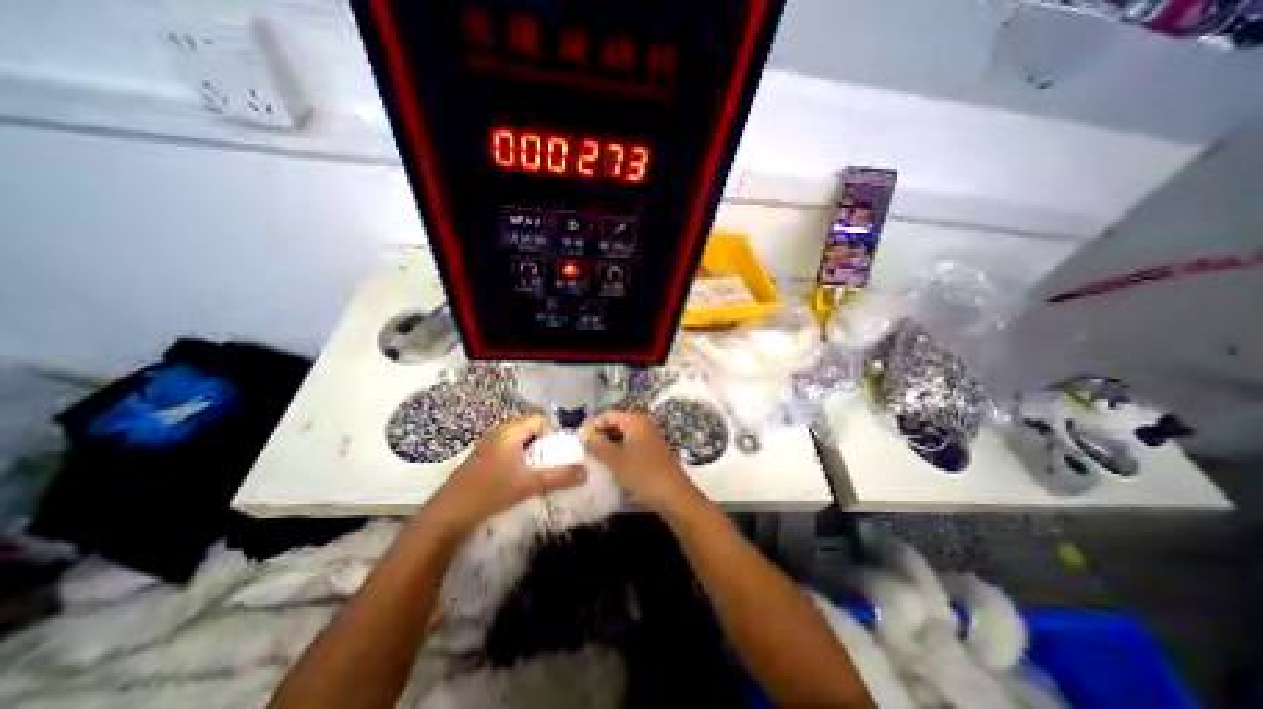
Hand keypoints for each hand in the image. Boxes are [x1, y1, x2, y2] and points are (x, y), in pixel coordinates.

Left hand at [421, 415, 583, 536]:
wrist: (447, 515)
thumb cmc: (490, 492)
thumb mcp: (530, 484)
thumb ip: (560, 477)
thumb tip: (586, 471)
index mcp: (510, 430)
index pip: (540, 419)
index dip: (554, 432)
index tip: (561, 451)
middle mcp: (498, 431)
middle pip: (529, 428)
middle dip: (544, 443)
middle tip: (553, 462)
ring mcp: (487, 444)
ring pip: (518, 440)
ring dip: (531, 452)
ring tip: (539, 471)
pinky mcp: (481, 458)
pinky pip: (507, 450)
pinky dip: (518, 458)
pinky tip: (518, 478)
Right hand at [579, 410, 693, 514]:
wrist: (674, 496)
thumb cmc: (644, 473)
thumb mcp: (615, 459)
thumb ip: (597, 445)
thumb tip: (585, 438)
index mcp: (636, 420)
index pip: (608, 415)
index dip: (592, 425)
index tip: (579, 441)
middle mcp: (643, 425)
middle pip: (615, 424)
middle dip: (599, 436)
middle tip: (584, 451)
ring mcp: (648, 439)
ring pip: (621, 437)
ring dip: (607, 446)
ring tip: (593, 460)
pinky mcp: (650, 453)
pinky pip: (628, 447)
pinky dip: (617, 454)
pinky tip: (608, 466)